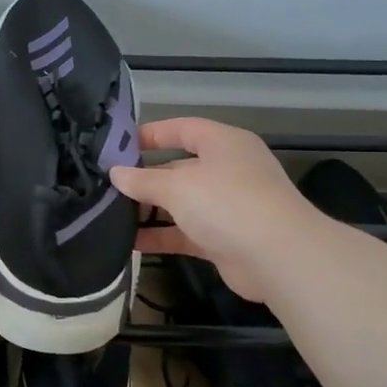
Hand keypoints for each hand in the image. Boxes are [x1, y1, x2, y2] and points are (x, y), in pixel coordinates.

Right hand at [107, 117, 309, 304]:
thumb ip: (143, 180)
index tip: (118, 145)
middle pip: (179, 168)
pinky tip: (130, 241)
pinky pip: (185, 232)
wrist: (278, 257)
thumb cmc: (227, 203)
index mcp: (223, 144)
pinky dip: (161, 236)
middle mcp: (227, 170)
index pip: (183, 129)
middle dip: (145, 177)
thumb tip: (116, 173)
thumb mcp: (178, 186)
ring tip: (111, 214)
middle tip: (108, 185)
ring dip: (150, 209)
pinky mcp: (224, 239)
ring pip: (181, 203)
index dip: (151, 133)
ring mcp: (228, 206)